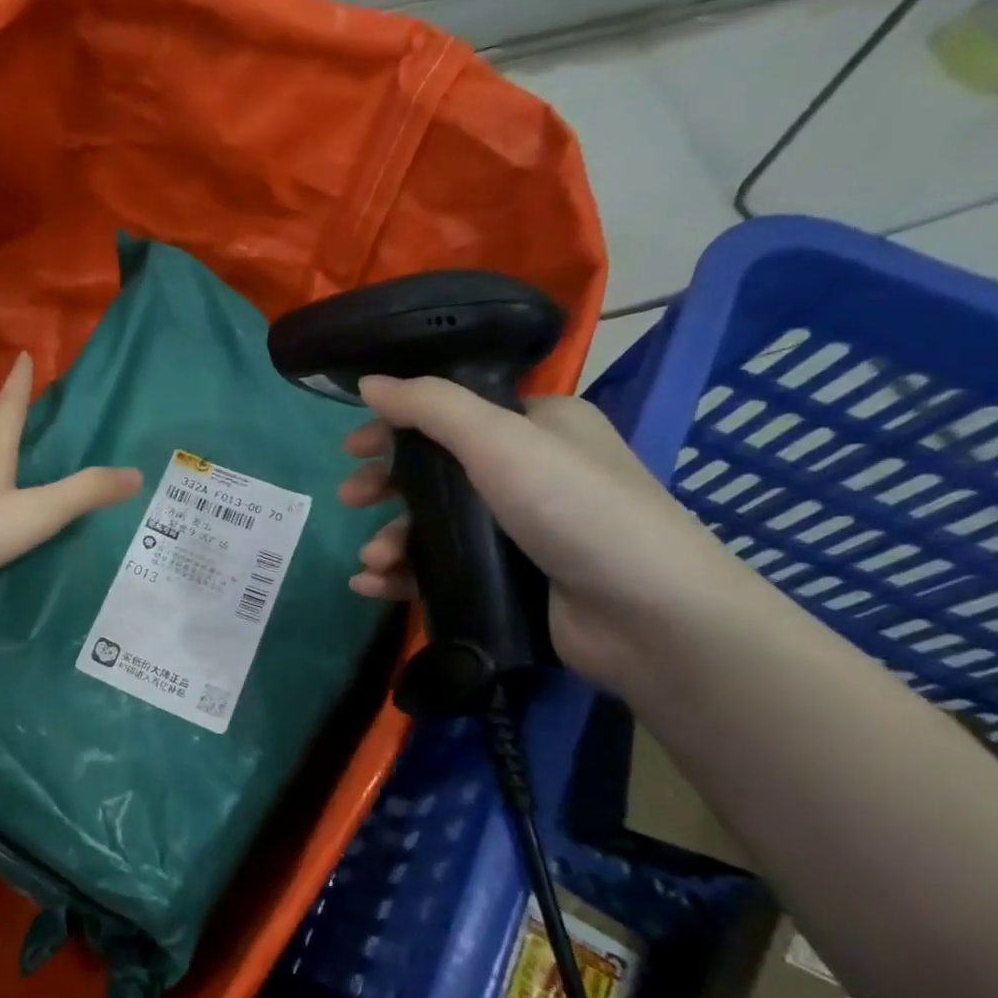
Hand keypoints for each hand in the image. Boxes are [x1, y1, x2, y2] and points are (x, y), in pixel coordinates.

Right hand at [339, 375, 750, 689]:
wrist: (647, 616)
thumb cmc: (574, 508)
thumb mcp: (500, 440)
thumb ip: (430, 407)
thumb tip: (369, 382)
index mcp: (538, 426)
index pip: (452, 415)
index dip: (397, 428)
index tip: (351, 448)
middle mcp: (529, 472)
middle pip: (435, 472)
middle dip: (386, 487)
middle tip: (349, 501)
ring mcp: (520, 531)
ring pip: (434, 527)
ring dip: (392, 540)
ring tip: (373, 562)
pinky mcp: (510, 581)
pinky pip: (441, 570)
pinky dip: (403, 577)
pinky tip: (373, 587)